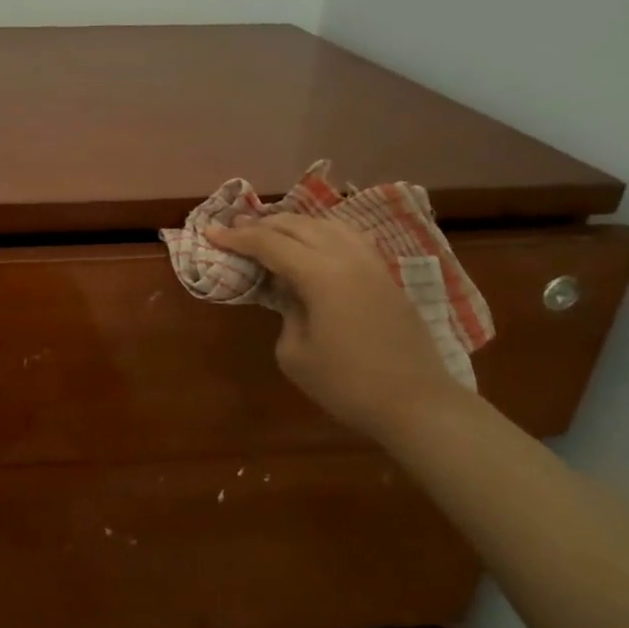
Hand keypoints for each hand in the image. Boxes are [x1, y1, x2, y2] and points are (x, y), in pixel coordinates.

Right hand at [207, 213, 461, 442]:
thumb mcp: (295, 353)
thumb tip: (292, 296)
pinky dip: (322, 233)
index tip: (211, 232)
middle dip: (262, 225)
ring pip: (327, 225)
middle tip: (235, 231)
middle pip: (298, 225)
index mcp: (320, 274)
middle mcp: (347, 257)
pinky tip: (314, 243)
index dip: (237, 237)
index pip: (269, 243)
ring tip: (271, 232)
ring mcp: (372, 264)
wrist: (417, 403)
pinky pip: (348, 238)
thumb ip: (286, 313)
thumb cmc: (347, 384)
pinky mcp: (386, 276)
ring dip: (294, 224)